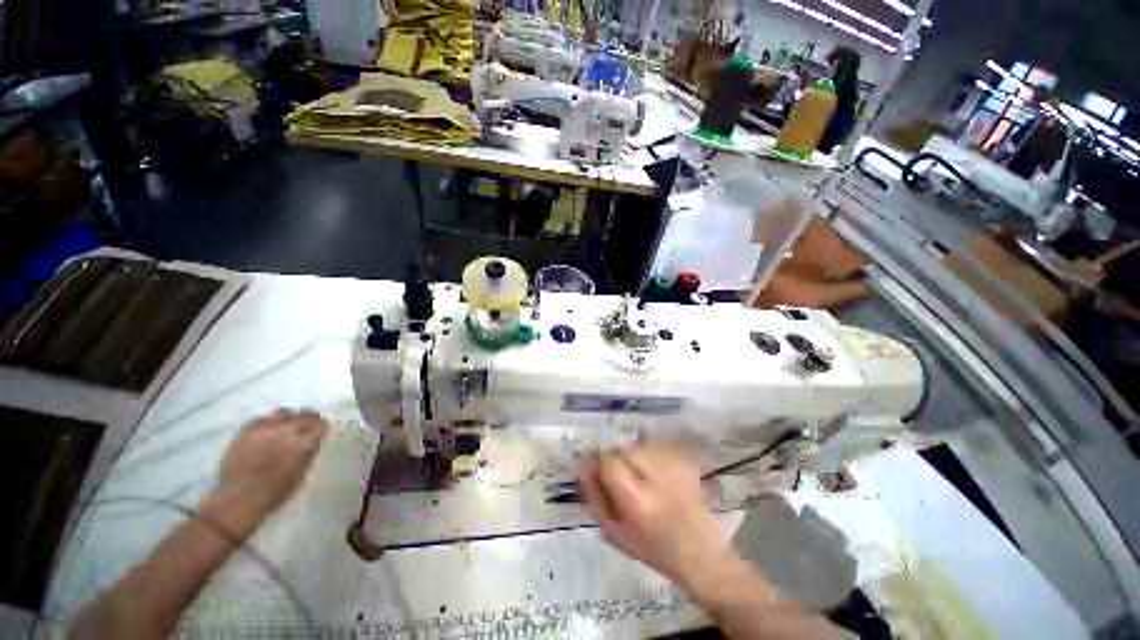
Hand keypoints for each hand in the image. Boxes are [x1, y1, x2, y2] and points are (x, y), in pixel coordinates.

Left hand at [198, 410, 330, 538]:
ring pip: (285, 415)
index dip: (324, 427)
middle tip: (307, 429)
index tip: (323, 430)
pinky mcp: (246, 431)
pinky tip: (267, 433)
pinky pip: (263, 420)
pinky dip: (269, 424)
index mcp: (304, 444)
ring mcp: (265, 430)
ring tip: (285, 431)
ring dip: (289, 421)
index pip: (322, 425)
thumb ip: (311, 453)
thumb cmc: (276, 493)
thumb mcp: (303, 474)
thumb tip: (318, 440)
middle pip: (305, 416)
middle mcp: (286, 432)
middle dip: (309, 421)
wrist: (239, 500)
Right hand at [578, 442, 740, 601]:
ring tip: (639, 474)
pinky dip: (650, 452)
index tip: (596, 468)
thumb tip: (582, 469)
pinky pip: (658, 445)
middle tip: (619, 473)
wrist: (702, 555)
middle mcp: (657, 479)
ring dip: (633, 454)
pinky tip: (654, 470)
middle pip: (626, 448)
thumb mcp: (615, 533)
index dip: (599, 462)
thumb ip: (595, 498)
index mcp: (637, 501)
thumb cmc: (654, 550)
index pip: (609, 462)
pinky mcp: (687, 463)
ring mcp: (675, 468)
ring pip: (641, 444)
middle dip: (617, 457)